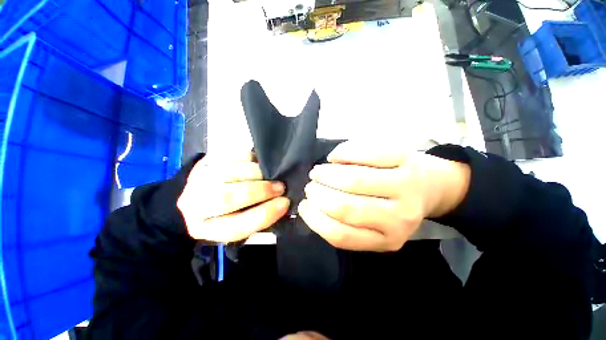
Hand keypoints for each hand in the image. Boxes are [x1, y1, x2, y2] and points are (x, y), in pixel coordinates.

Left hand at [177, 153, 289, 242]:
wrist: (198, 197)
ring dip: (257, 173)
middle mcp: (196, 205)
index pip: (236, 227)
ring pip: (230, 173)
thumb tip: (282, 204)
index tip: (285, 203)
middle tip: (280, 187)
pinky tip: (259, 164)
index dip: (264, 214)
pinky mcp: (206, 162)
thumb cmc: (225, 214)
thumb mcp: (239, 225)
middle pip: (228, 197)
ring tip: (271, 175)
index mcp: (207, 228)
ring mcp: (199, 179)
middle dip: (260, 191)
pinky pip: (232, 156)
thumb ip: (258, 218)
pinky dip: (250, 158)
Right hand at [298, 141, 469, 251]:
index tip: (304, 206)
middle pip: (346, 207)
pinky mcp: (406, 158)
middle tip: (311, 186)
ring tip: (318, 172)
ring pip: (354, 179)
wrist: (429, 186)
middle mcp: (400, 217)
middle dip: (318, 194)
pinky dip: (344, 153)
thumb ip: (345, 222)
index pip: (341, 235)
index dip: (315, 219)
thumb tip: (312, 205)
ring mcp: (405, 185)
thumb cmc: (394, 206)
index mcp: (387, 239)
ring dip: (326, 174)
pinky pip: (367, 153)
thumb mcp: (373, 226)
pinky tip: (335, 157)